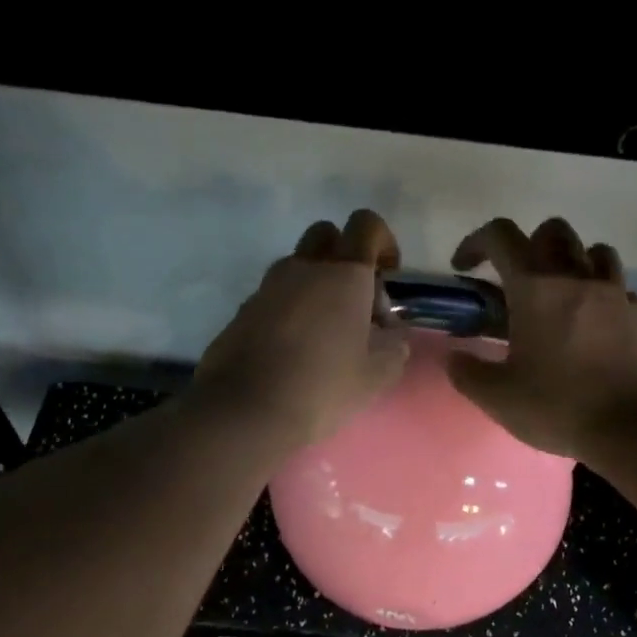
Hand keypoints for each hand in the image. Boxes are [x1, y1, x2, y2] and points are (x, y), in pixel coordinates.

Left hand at [191, 210, 409, 451]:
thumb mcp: (376, 375)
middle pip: (326, 235)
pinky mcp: (243, 311)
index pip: (366, 225)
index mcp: (343, 274)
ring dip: (316, 285)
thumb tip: (392, 334)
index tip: (388, 275)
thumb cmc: (322, 387)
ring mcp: (267, 288)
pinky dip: (290, 310)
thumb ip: (393, 347)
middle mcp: (302, 268)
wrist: (246, 410)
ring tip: (326, 334)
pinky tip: (295, 351)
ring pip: (297, 267)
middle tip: (355, 301)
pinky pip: (274, 296)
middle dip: (344, 256)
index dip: (383, 241)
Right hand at [446, 217, 636, 458]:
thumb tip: (454, 358)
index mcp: (535, 289)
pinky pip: (620, 289)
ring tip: (559, 294)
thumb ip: (469, 374)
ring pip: (594, 251)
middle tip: (515, 281)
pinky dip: (603, 295)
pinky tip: (594, 323)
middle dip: (528, 244)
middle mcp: (576, 278)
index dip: (476, 242)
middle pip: (553, 231)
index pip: (501, 237)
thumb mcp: (499, 398)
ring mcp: (614, 294)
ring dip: (572, 261)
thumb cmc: (561, 405)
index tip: (464, 267)